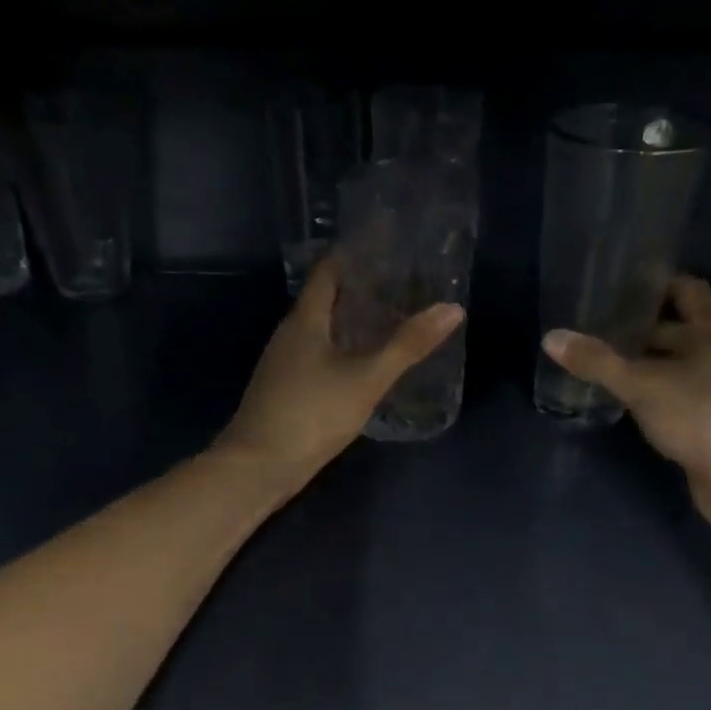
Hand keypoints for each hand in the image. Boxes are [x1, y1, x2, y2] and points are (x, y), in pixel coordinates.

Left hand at [215, 258, 464, 492]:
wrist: (258, 466)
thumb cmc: (311, 413)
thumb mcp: (366, 378)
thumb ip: (407, 345)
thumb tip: (452, 309)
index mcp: (305, 319)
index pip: (329, 270)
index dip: (355, 253)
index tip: (388, 243)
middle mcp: (290, 334)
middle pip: (325, 298)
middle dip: (360, 288)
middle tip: (402, 282)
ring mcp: (284, 364)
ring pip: (322, 330)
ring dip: (352, 321)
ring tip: (391, 318)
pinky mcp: (286, 390)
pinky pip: (319, 356)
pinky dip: (344, 349)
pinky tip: (365, 363)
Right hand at [542, 277, 710, 528]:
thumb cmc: (700, 414)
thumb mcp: (642, 384)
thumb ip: (597, 361)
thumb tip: (550, 337)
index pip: (688, 291)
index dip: (656, 284)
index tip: (620, 286)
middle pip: (678, 330)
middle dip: (641, 329)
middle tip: (596, 327)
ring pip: (675, 366)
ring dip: (645, 364)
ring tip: (601, 362)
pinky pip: (676, 397)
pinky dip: (652, 394)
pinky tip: (623, 400)